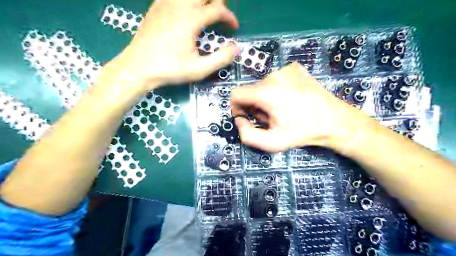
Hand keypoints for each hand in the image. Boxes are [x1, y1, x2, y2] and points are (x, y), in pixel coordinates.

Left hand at [110, 0, 238, 88]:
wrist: (138, 68)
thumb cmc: (170, 70)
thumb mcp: (199, 70)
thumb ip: (221, 58)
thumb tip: (236, 48)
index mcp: (191, 19)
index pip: (217, 9)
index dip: (229, 17)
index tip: (234, 28)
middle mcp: (179, 5)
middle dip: (217, 1)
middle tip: (221, 15)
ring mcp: (165, 3)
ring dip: (202, 0)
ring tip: (206, 11)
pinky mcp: (155, 7)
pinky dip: (185, 1)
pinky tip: (186, 10)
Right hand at [232, 63, 373, 152]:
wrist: (334, 120)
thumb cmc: (302, 133)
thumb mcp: (272, 142)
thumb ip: (247, 135)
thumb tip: (239, 119)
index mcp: (266, 92)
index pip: (236, 94)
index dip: (237, 107)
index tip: (248, 117)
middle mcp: (274, 76)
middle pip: (250, 90)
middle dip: (255, 105)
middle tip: (270, 117)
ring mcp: (286, 69)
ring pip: (263, 85)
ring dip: (266, 98)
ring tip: (282, 109)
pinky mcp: (295, 68)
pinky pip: (276, 79)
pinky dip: (277, 90)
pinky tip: (290, 99)